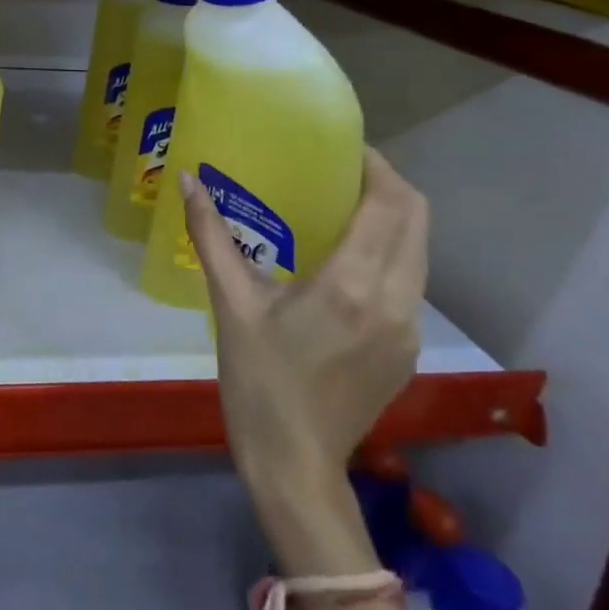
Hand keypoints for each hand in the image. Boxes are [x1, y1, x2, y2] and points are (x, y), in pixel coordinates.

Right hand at [181, 149, 425, 509]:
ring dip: (393, 219)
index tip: (344, 146)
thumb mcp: (230, 303)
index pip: (390, 203)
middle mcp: (395, 299)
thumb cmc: (257, 380)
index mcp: (351, 283)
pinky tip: (348, 260)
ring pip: (420, 251)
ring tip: (344, 206)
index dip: (375, 166)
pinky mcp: (409, 349)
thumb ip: (210, 235)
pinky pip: (410, 282)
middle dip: (388, 184)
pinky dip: (391, 253)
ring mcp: (409, 328)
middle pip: (417, 219)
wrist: (294, 463)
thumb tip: (188, 180)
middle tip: (343, 168)